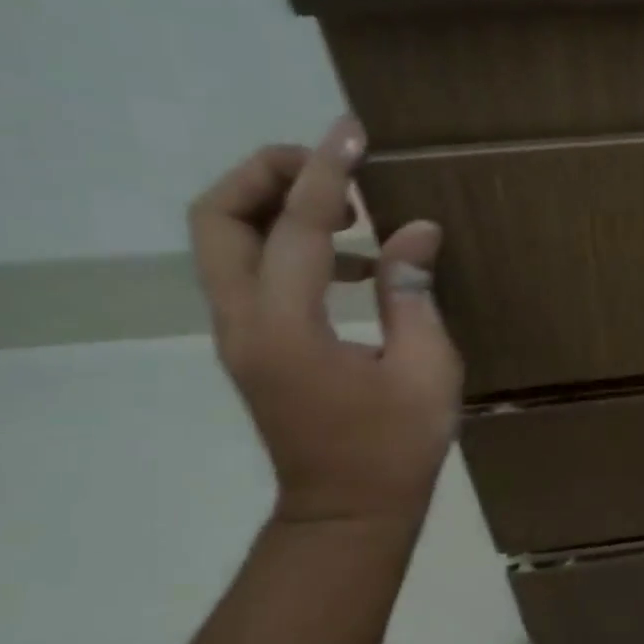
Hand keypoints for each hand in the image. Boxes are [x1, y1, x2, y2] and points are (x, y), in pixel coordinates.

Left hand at [189, 119, 463, 527]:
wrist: (347, 513)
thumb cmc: (395, 449)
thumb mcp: (426, 369)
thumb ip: (411, 292)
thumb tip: (414, 230)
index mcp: (288, 328)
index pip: (297, 226)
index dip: (327, 171)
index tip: (352, 130)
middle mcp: (244, 323)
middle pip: (218, 218)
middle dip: (268, 175)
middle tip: (334, 172)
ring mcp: (240, 336)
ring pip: (224, 242)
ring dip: (274, 207)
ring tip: (349, 213)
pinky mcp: (253, 346)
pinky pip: (250, 272)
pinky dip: (287, 246)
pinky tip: (350, 265)